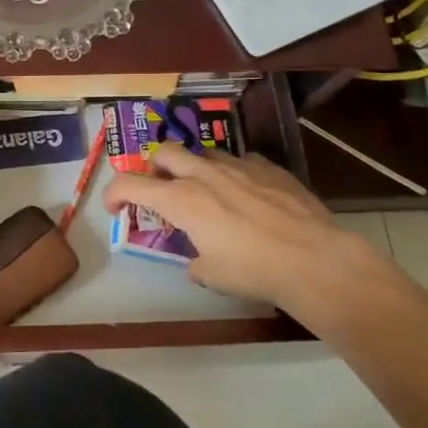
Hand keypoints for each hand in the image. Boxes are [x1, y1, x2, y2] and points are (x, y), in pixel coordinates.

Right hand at [102, 146, 400, 325]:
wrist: (314, 259)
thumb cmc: (253, 270)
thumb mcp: (211, 275)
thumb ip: (194, 260)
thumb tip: (197, 260)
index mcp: (180, 199)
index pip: (129, 184)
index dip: (113, 194)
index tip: (115, 210)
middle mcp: (203, 174)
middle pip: (163, 152)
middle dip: (153, 168)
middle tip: (160, 191)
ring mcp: (238, 166)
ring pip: (202, 152)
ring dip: (192, 168)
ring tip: (204, 191)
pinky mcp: (269, 168)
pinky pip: (241, 160)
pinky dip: (232, 173)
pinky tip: (244, 192)